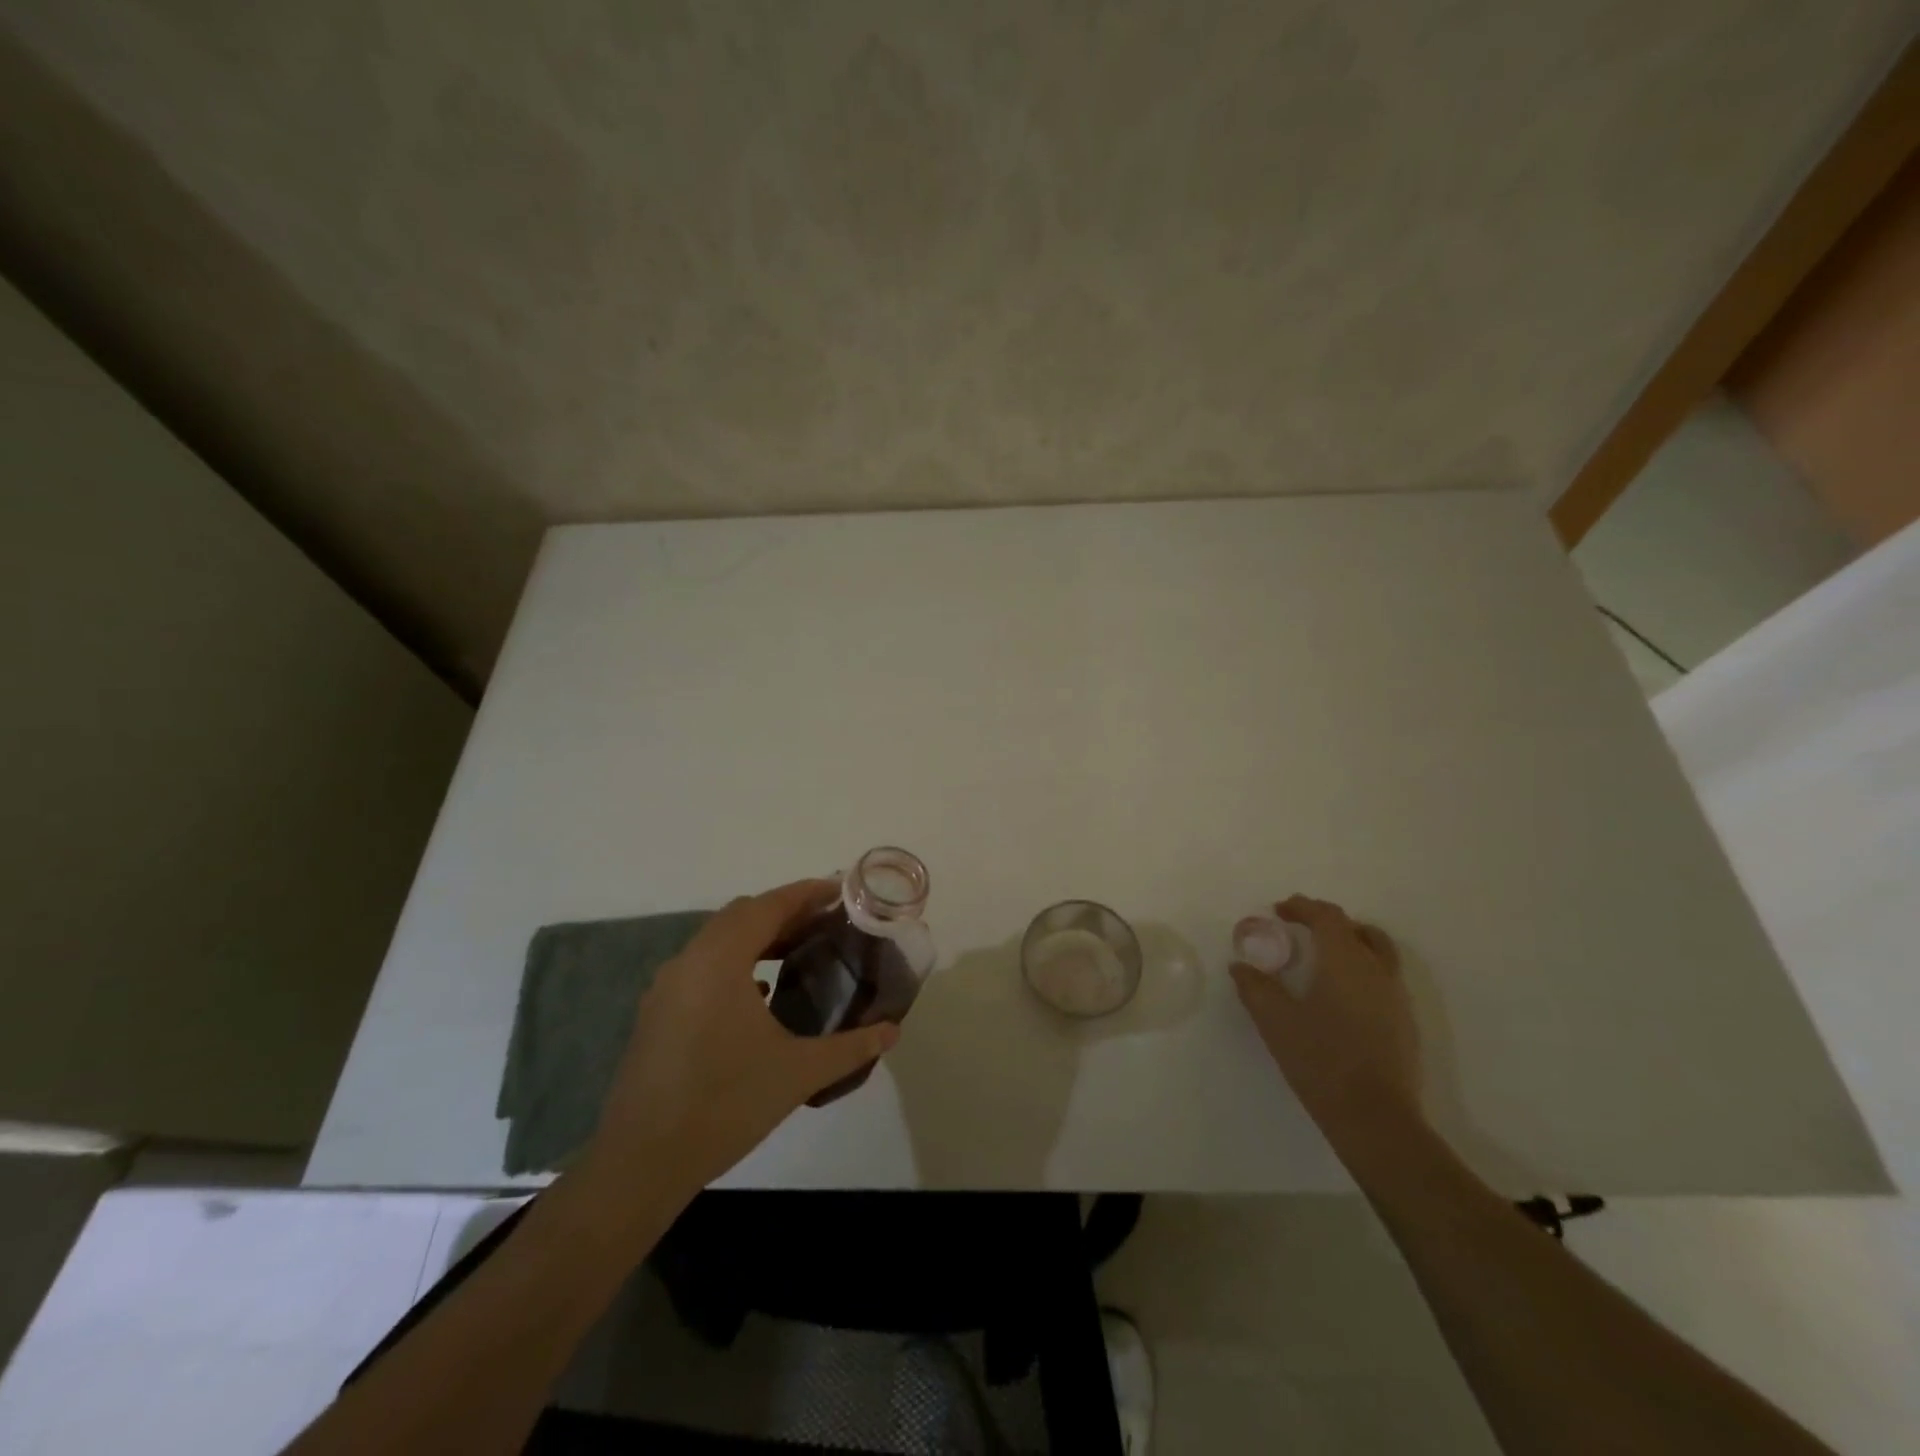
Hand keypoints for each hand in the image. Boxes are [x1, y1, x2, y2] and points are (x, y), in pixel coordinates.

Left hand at [587, 879, 899, 1204]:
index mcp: (720, 961)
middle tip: (827, 922)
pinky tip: (762, 992)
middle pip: (741, 916)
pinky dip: (736, 964)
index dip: (806, 893)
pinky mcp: (658, 1014)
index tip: (840, 890)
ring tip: (801, 950)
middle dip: (785, 912)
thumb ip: (850, 1047)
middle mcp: (689, 962)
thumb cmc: (724, 1105)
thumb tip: (893, 1031)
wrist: (641, 1164)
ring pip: (718, 941)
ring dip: (759, 937)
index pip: (767, 906)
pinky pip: (703, 967)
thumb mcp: (798, 1073)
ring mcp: (667, 988)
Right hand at [1231, 894, 1421, 1148]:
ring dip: (1350, 942)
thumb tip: (1241, 966)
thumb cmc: (1320, 1060)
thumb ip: (1255, 987)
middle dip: (1326, 921)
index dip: (1302, 907)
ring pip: (1377, 951)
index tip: (1279, 910)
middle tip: (1299, 928)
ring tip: (1323, 956)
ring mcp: (1395, 996)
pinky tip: (1340, 993)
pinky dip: (1361, 968)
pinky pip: (1383, 977)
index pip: (1327, 917)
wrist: (1375, 1117)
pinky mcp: (1404, 1022)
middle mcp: (1376, 969)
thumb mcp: (1274, 1021)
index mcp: (1345, 960)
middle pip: (1356, 929)